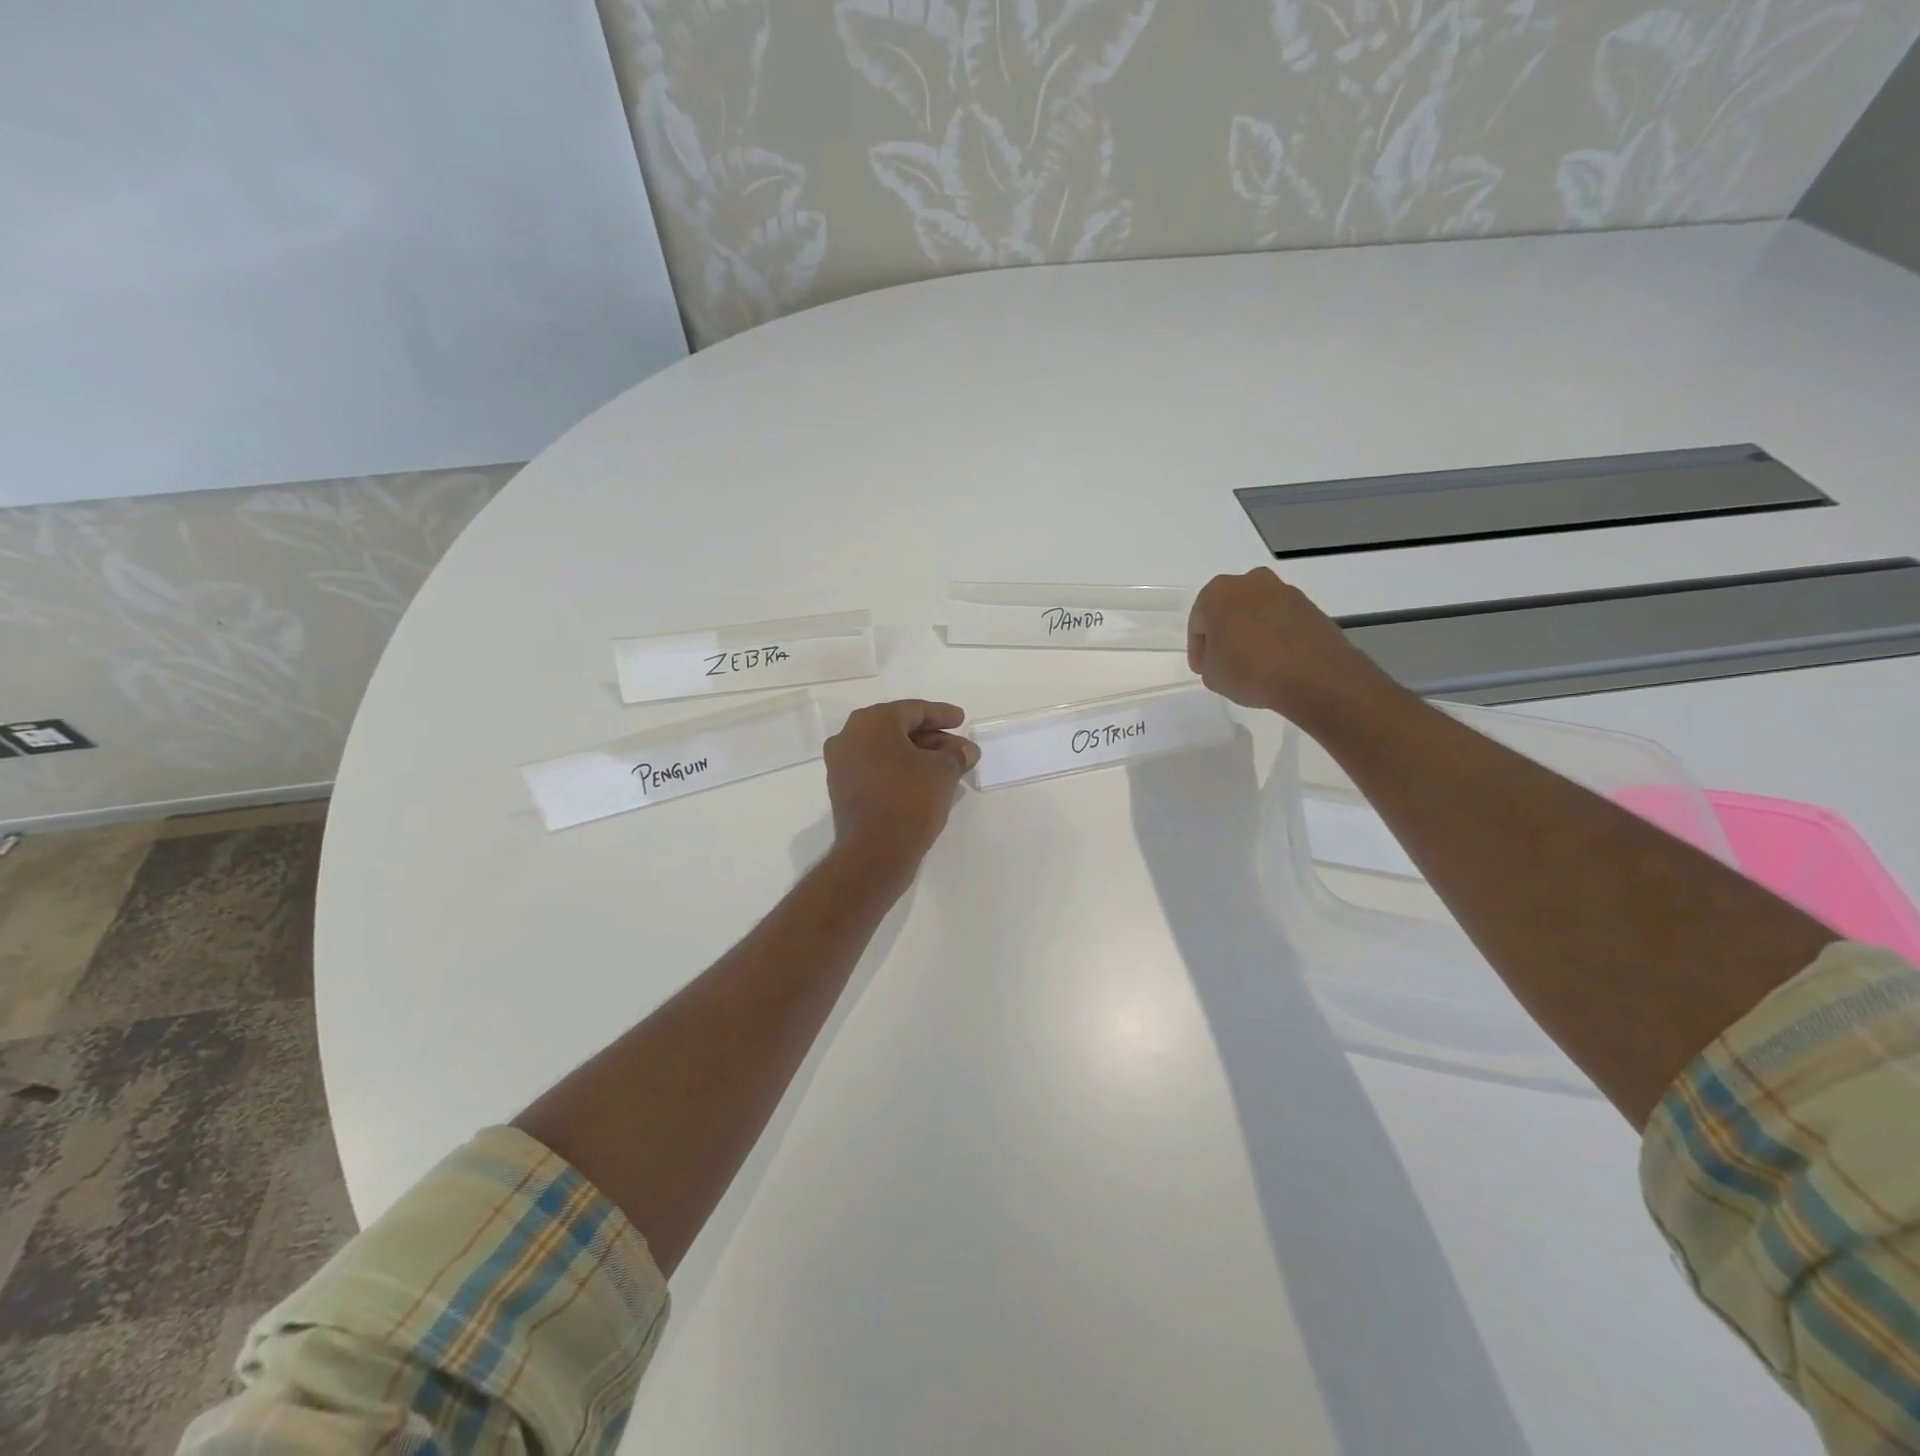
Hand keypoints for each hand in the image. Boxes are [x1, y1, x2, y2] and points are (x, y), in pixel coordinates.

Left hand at [824, 700, 979, 876]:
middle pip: (898, 729)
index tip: (962, 720)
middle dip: (932, 737)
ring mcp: (842, 764)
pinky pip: (876, 768)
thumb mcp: (943, 772)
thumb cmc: (910, 799)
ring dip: (917, 755)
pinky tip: (925, 780)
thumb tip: (966, 750)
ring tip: (948, 766)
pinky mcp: (843, 789)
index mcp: (872, 722)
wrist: (874, 852)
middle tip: (958, 747)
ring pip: (887, 750)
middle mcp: (850, 736)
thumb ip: (957, 755)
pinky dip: (900, 769)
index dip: (941, 715)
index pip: (913, 710)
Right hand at [1187, 568, 1386, 718]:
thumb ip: (1210, 660)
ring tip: (1254, 663)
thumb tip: (1224, 655)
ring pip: (1257, 613)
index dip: (1198, 650)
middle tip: (1225, 661)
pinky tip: (1276, 661)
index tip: (1203, 669)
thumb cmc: (1250, 670)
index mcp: (1218, 592)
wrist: (1315, 675)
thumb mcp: (1212, 676)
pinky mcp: (1310, 606)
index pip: (1198, 623)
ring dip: (1251, 632)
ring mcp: (1284, 591)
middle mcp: (1251, 582)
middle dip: (1225, 633)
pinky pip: (1281, 621)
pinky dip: (1275, 636)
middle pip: (1228, 610)